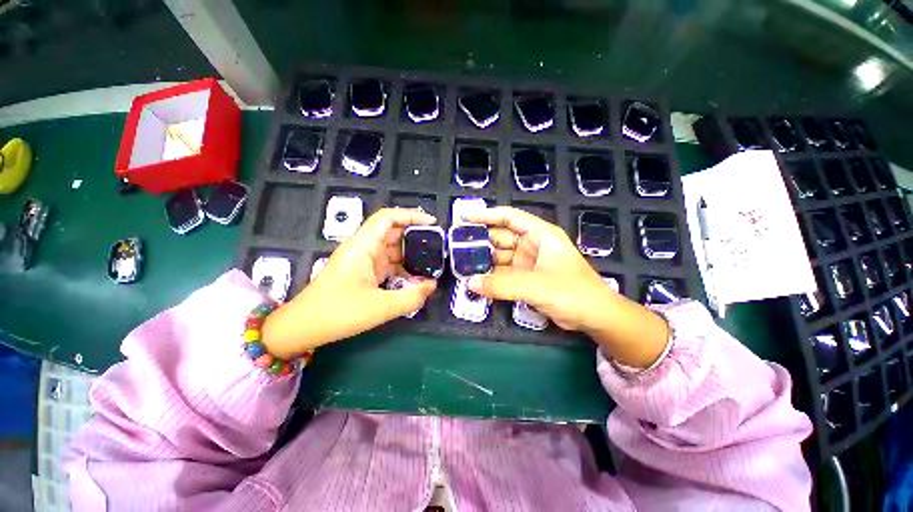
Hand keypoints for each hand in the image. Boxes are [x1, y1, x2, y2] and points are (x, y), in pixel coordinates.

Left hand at [262, 208, 437, 358]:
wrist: (304, 327)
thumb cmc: (338, 313)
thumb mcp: (380, 307)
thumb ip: (411, 297)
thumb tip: (432, 285)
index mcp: (363, 246)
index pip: (388, 218)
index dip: (411, 215)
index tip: (432, 223)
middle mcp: (363, 248)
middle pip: (392, 231)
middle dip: (415, 236)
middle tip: (437, 246)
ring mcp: (362, 260)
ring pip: (391, 248)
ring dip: (410, 254)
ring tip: (431, 262)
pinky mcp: (363, 272)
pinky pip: (387, 263)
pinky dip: (402, 267)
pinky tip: (414, 277)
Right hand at [464, 207, 668, 367]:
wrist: (595, 317)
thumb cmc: (572, 292)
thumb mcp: (535, 286)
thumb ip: (501, 285)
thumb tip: (470, 283)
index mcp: (540, 234)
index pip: (510, 217)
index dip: (487, 215)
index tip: (465, 218)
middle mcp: (533, 245)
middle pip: (501, 237)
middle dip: (481, 242)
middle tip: (456, 247)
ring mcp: (529, 262)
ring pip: (501, 257)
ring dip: (484, 262)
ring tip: (462, 266)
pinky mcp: (526, 278)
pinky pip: (504, 273)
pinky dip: (491, 277)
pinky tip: (477, 280)